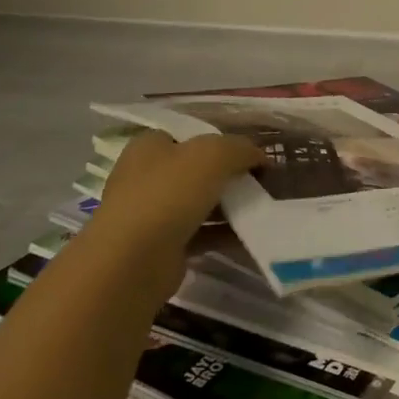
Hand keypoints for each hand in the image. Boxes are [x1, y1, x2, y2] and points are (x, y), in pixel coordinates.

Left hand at [95, 131, 262, 254]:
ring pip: (202, 202)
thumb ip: (241, 149)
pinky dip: (225, 233)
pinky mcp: (163, 247)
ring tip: (264, 205)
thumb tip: (260, 157)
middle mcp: (147, 177)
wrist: (133, 263)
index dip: (222, 139)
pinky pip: (203, 234)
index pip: (190, 135)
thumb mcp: (213, 155)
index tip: (251, 151)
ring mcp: (153, 214)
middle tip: (263, 179)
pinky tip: (253, 232)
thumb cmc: (168, 194)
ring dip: (232, 205)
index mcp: (150, 147)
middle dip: (230, 174)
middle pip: (198, 170)